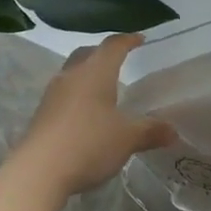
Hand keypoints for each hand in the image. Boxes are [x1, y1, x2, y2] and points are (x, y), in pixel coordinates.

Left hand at [10, 33, 175, 200]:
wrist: (38, 172)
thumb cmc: (89, 144)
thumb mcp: (127, 139)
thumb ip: (150, 131)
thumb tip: (173, 131)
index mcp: (96, 72)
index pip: (113, 46)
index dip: (128, 40)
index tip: (140, 39)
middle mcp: (72, 75)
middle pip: (88, 53)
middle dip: (104, 53)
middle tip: (120, 60)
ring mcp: (53, 94)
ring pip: (73, 72)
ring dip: (88, 74)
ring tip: (103, 87)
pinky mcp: (41, 113)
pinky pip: (63, 93)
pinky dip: (77, 94)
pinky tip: (85, 113)